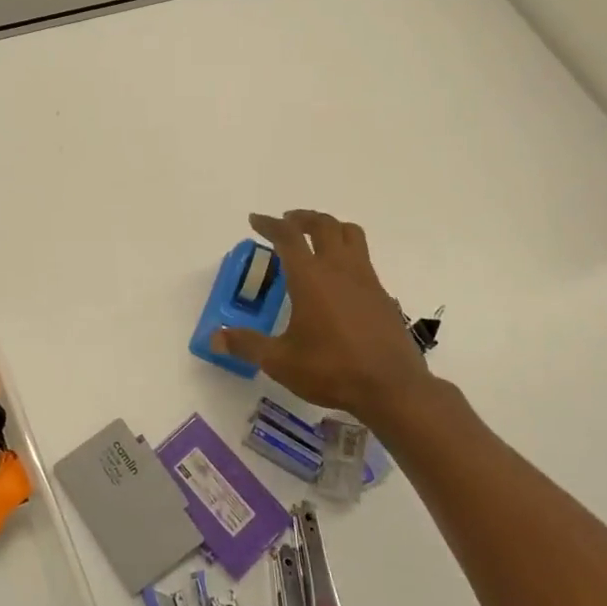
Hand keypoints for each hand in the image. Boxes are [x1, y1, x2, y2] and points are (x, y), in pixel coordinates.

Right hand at [212, 210, 436, 427]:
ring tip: (316, 237)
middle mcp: (339, 269)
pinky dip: (348, 253)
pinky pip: (364, 259)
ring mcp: (366, 279)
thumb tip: (214, 338)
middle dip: (302, 218)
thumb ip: (246, 345)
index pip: (288, 236)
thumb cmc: (331, 369)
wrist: (392, 387)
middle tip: (287, 223)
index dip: (270, 224)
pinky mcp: (382, 295)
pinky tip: (339, 278)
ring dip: (330, 227)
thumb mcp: (280, 361)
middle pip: (323, 224)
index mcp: (310, 277)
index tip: (255, 220)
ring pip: (350, 234)